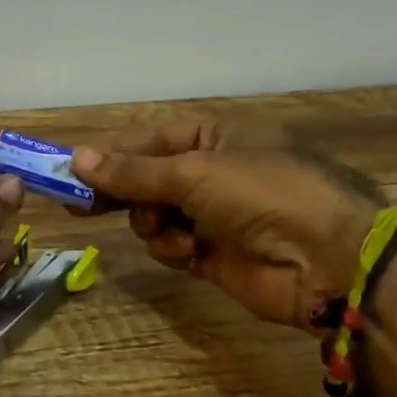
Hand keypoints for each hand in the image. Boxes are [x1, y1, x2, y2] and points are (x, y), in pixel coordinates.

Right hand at [71, 122, 381, 328]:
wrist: (327, 260)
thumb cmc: (261, 193)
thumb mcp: (192, 173)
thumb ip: (132, 172)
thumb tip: (76, 158)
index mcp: (215, 137)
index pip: (148, 140)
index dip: (109, 154)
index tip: (69, 169)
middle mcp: (213, 171)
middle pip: (147, 178)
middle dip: (119, 192)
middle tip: (77, 207)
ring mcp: (214, 214)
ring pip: (154, 214)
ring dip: (153, 223)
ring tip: (164, 228)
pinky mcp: (214, 254)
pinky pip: (172, 245)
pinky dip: (174, 248)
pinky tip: (189, 253)